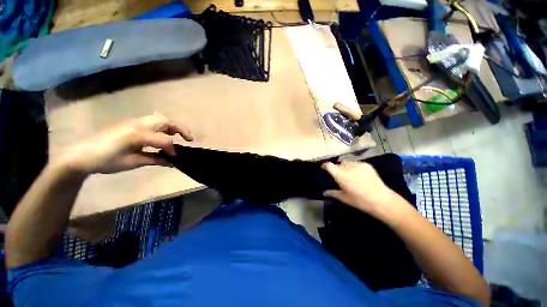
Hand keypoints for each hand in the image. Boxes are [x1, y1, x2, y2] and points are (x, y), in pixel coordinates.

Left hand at [58, 115, 192, 173]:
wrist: (82, 154)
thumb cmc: (106, 161)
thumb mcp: (132, 163)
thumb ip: (155, 160)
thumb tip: (173, 162)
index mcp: (138, 135)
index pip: (165, 140)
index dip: (174, 150)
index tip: (176, 159)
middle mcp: (139, 125)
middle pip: (166, 122)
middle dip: (180, 129)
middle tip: (188, 139)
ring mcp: (135, 122)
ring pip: (160, 119)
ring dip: (172, 126)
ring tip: (177, 136)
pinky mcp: (131, 124)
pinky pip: (152, 121)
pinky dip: (163, 127)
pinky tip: (162, 135)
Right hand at [322, 162, 402, 219]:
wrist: (381, 200)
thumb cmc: (360, 201)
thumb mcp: (344, 198)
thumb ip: (332, 193)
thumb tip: (324, 192)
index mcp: (341, 175)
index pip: (329, 165)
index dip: (325, 166)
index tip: (323, 168)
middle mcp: (348, 167)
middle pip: (338, 164)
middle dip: (336, 168)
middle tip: (339, 176)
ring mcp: (358, 165)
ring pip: (346, 162)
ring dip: (345, 167)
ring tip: (349, 174)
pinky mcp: (366, 164)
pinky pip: (355, 163)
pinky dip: (353, 167)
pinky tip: (357, 174)